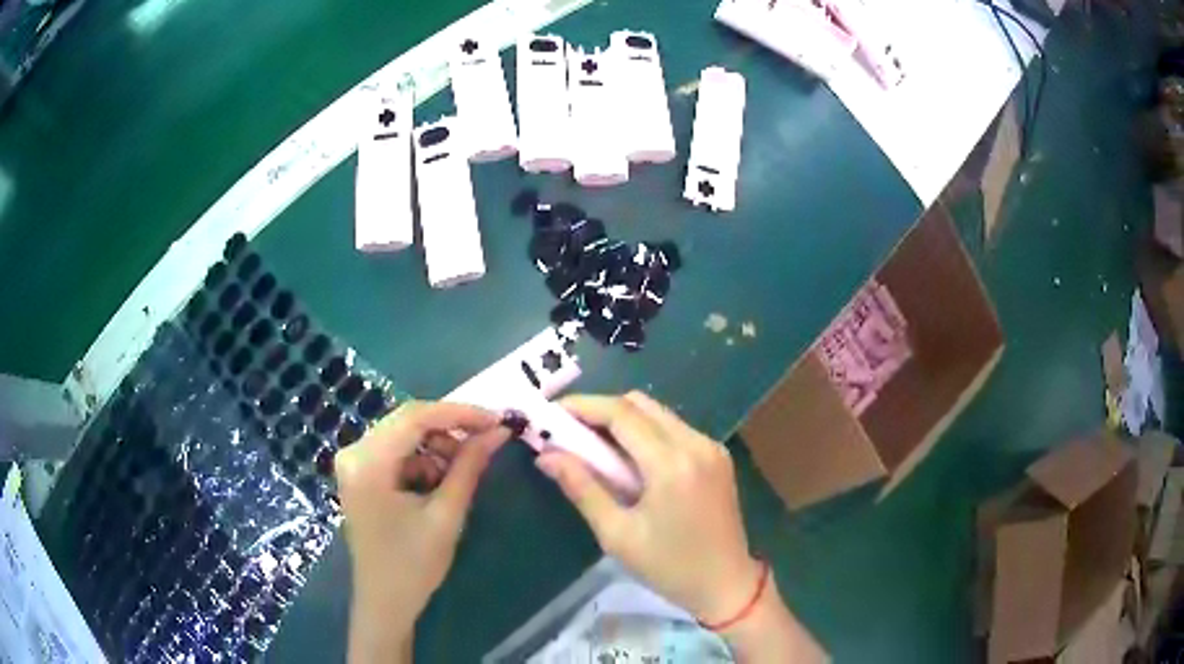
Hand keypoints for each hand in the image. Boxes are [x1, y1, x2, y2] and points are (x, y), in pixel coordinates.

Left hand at [335, 401, 509, 662]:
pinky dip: (423, 460)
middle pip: (408, 421)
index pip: (415, 417)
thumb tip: (499, 431)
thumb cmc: (414, 566)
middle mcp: (354, 453)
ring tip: (461, 473)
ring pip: (404, 435)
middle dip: (450, 430)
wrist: (385, 602)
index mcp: (368, 463)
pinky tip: (439, 484)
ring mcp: (353, 462)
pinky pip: (397, 452)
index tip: (497, 420)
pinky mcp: (360, 473)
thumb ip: (469, 467)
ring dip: (437, 447)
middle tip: (487, 442)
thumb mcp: (446, 515)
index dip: (459, 413)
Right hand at [538, 392, 827, 662]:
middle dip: (601, 410)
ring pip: (658, 413)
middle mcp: (696, 443)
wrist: (726, 584)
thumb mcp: (617, 534)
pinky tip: (629, 460)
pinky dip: (646, 433)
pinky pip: (674, 428)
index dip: (583, 406)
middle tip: (570, 432)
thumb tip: (546, 456)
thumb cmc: (668, 567)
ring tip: (594, 448)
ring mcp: (712, 447)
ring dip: (623, 420)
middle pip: (641, 403)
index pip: (621, 414)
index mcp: (672, 464)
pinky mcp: (718, 455)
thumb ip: (582, 488)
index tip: (551, 413)